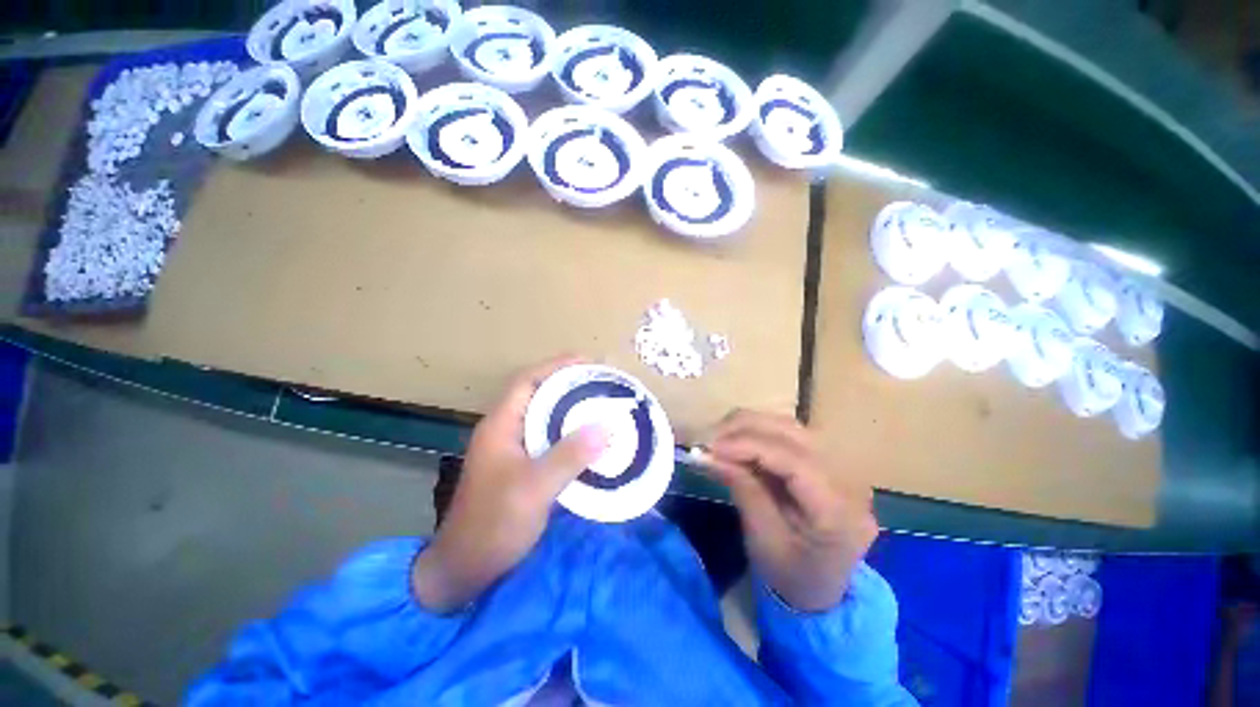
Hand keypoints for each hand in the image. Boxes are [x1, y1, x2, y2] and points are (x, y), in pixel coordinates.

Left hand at [412, 356, 607, 612]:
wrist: (465, 570)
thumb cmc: (493, 525)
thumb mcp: (533, 489)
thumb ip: (568, 456)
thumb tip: (606, 426)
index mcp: (501, 425)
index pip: (528, 381)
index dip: (557, 366)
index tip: (590, 362)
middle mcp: (506, 430)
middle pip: (540, 395)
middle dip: (571, 385)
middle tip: (604, 383)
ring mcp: (513, 449)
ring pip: (547, 417)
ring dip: (573, 409)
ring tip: (604, 405)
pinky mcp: (523, 467)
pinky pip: (551, 439)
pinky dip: (572, 433)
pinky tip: (592, 440)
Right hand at [704, 411, 877, 611]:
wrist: (822, 591)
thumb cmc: (791, 577)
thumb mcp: (763, 541)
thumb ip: (743, 490)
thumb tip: (710, 454)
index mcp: (841, 514)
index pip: (796, 461)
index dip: (750, 446)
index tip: (712, 447)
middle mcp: (850, 482)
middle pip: (795, 434)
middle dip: (746, 429)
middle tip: (710, 439)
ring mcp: (842, 468)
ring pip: (790, 427)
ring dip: (750, 426)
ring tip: (720, 439)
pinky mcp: (827, 462)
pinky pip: (788, 435)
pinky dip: (758, 433)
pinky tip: (737, 442)